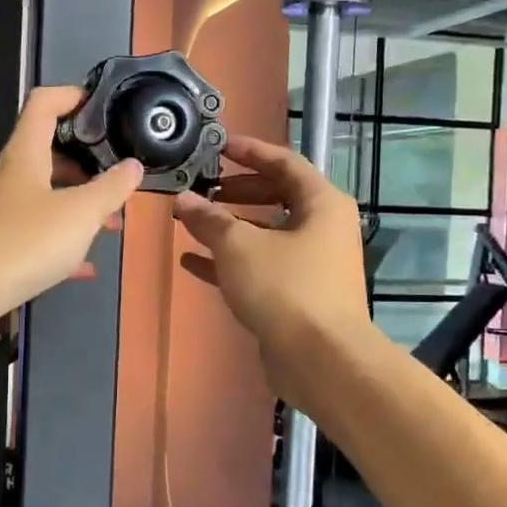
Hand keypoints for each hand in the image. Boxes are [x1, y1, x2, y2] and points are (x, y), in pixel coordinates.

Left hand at [0, 86, 142, 346]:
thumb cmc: (23, 242)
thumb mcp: (80, 213)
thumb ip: (110, 188)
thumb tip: (133, 166)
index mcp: (25, 155)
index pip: (44, 104)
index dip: (73, 96)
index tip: (104, 105)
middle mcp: (9, 177)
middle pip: (48, 154)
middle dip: (87, 164)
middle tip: (118, 177)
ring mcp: (0, 213)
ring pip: (45, 198)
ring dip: (78, 206)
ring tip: (112, 223)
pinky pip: (37, 237)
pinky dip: (62, 244)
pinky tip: (86, 266)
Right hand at [174, 134, 373, 411]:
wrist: (322, 361)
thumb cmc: (286, 288)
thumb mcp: (239, 246)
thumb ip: (209, 219)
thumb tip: (183, 199)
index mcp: (321, 204)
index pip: (284, 162)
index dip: (250, 151)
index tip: (218, 145)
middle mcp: (323, 229)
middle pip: (277, 196)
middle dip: (237, 190)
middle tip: (203, 186)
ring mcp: (312, 264)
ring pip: (266, 234)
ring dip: (230, 227)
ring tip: (192, 220)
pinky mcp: (298, 295)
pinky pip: (261, 267)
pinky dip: (230, 261)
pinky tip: (192, 261)